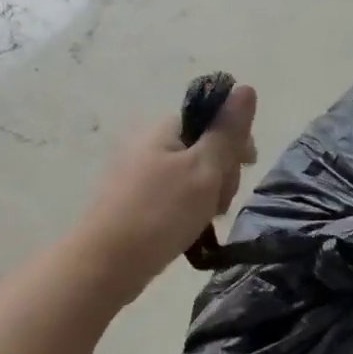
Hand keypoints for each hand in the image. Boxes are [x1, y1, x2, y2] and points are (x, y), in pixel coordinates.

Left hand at [73, 86, 258, 294]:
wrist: (105, 264)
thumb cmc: (160, 212)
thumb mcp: (205, 169)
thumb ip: (228, 131)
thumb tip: (246, 88)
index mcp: (163, 128)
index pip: (212, 119)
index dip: (235, 140)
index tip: (247, 168)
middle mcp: (147, 144)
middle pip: (203, 148)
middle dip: (222, 173)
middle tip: (219, 202)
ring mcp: (136, 174)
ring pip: (191, 176)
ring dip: (207, 195)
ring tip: (205, 221)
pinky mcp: (132, 202)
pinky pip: (172, 196)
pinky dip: (187, 210)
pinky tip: (190, 230)